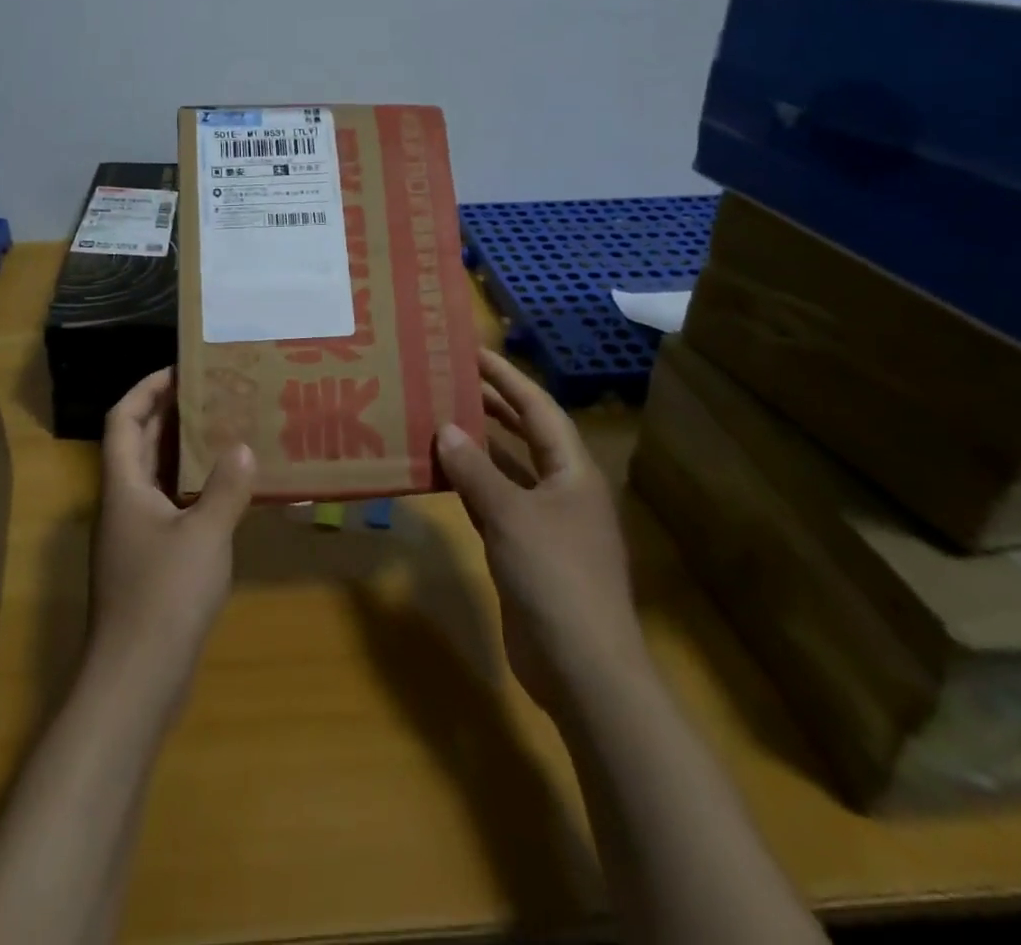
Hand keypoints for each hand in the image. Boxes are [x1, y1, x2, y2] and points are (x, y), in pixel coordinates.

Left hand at [88, 367, 254, 717]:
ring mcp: (134, 536)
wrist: (136, 681)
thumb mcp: (204, 535)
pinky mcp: (150, 563)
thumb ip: (226, 488)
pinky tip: (227, 492)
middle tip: (214, 393)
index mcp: (124, 486)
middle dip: (170, 414)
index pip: (125, 419)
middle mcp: (123, 503)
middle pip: (139, 443)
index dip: (147, 388)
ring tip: (226, 430)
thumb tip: (244, 447)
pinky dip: (193, 490)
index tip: (181, 368)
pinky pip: (170, 507)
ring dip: (184, 452)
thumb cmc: (164, 597)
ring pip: (156, 477)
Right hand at [436, 349, 640, 717]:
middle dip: (491, 406)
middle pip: (525, 435)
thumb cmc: (555, 576)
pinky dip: (470, 489)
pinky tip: (441, 477)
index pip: (538, 409)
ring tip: (438, 419)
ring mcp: (545, 524)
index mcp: (573, 471)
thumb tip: (446, 428)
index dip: (507, 378)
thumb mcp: (511, 515)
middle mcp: (562, 489)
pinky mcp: (525, 553)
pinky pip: (494, 506)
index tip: (473, 352)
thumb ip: (475, 471)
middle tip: (450, 379)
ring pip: (507, 471)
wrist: (582, 668)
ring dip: (476, 448)